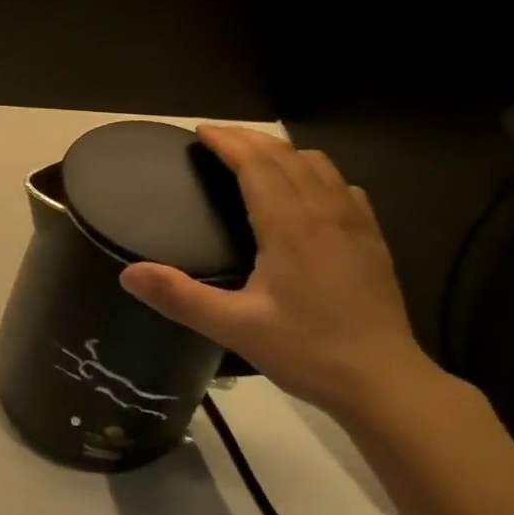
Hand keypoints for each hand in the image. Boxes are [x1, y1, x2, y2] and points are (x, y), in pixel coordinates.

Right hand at [119, 126, 440, 424]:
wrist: (386, 383)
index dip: (228, 142)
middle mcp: (323, 213)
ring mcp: (355, 225)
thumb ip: (179, 297)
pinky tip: (311, 192)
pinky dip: (317, 174)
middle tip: (218, 138)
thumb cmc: (308, 351)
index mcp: (289, 226)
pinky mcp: (374, 242)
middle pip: (286, 156)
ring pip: (319, 166)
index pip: (256, 165)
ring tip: (257, 158)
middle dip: (250, 139)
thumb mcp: (234, 327)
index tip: (200, 131)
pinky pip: (344, 188)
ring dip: (284, 152)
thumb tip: (128, 273)